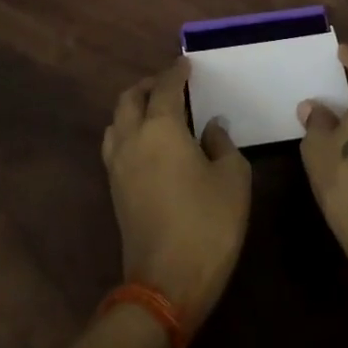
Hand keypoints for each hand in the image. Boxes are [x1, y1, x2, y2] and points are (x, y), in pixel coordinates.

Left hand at [101, 58, 251, 329]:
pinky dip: (129, 131)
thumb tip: (211, 128)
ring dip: (134, 107)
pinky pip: (116, 144)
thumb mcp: (233, 178)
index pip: (165, 86)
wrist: (166, 284)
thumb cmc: (208, 224)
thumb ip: (222, 143)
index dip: (177, 71)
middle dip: (149, 85)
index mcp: (161, 128)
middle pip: (130, 98)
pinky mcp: (115, 190)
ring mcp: (118, 166)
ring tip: (157, 110)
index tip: (186, 63)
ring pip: (117, 121)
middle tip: (171, 84)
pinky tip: (150, 143)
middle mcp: (132, 138)